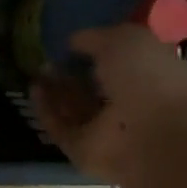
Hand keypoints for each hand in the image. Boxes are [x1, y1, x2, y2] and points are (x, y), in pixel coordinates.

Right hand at [30, 24, 186, 183]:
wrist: (153, 135)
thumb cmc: (148, 77)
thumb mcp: (124, 38)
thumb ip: (95, 37)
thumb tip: (73, 41)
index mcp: (149, 74)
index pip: (119, 60)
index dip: (96, 49)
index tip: (71, 40)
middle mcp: (129, 102)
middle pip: (94, 86)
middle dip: (71, 72)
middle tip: (48, 56)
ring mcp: (107, 129)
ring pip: (75, 107)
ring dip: (56, 90)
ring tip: (36, 69)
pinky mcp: (83, 150)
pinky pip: (60, 126)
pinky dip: (46, 109)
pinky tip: (33, 88)